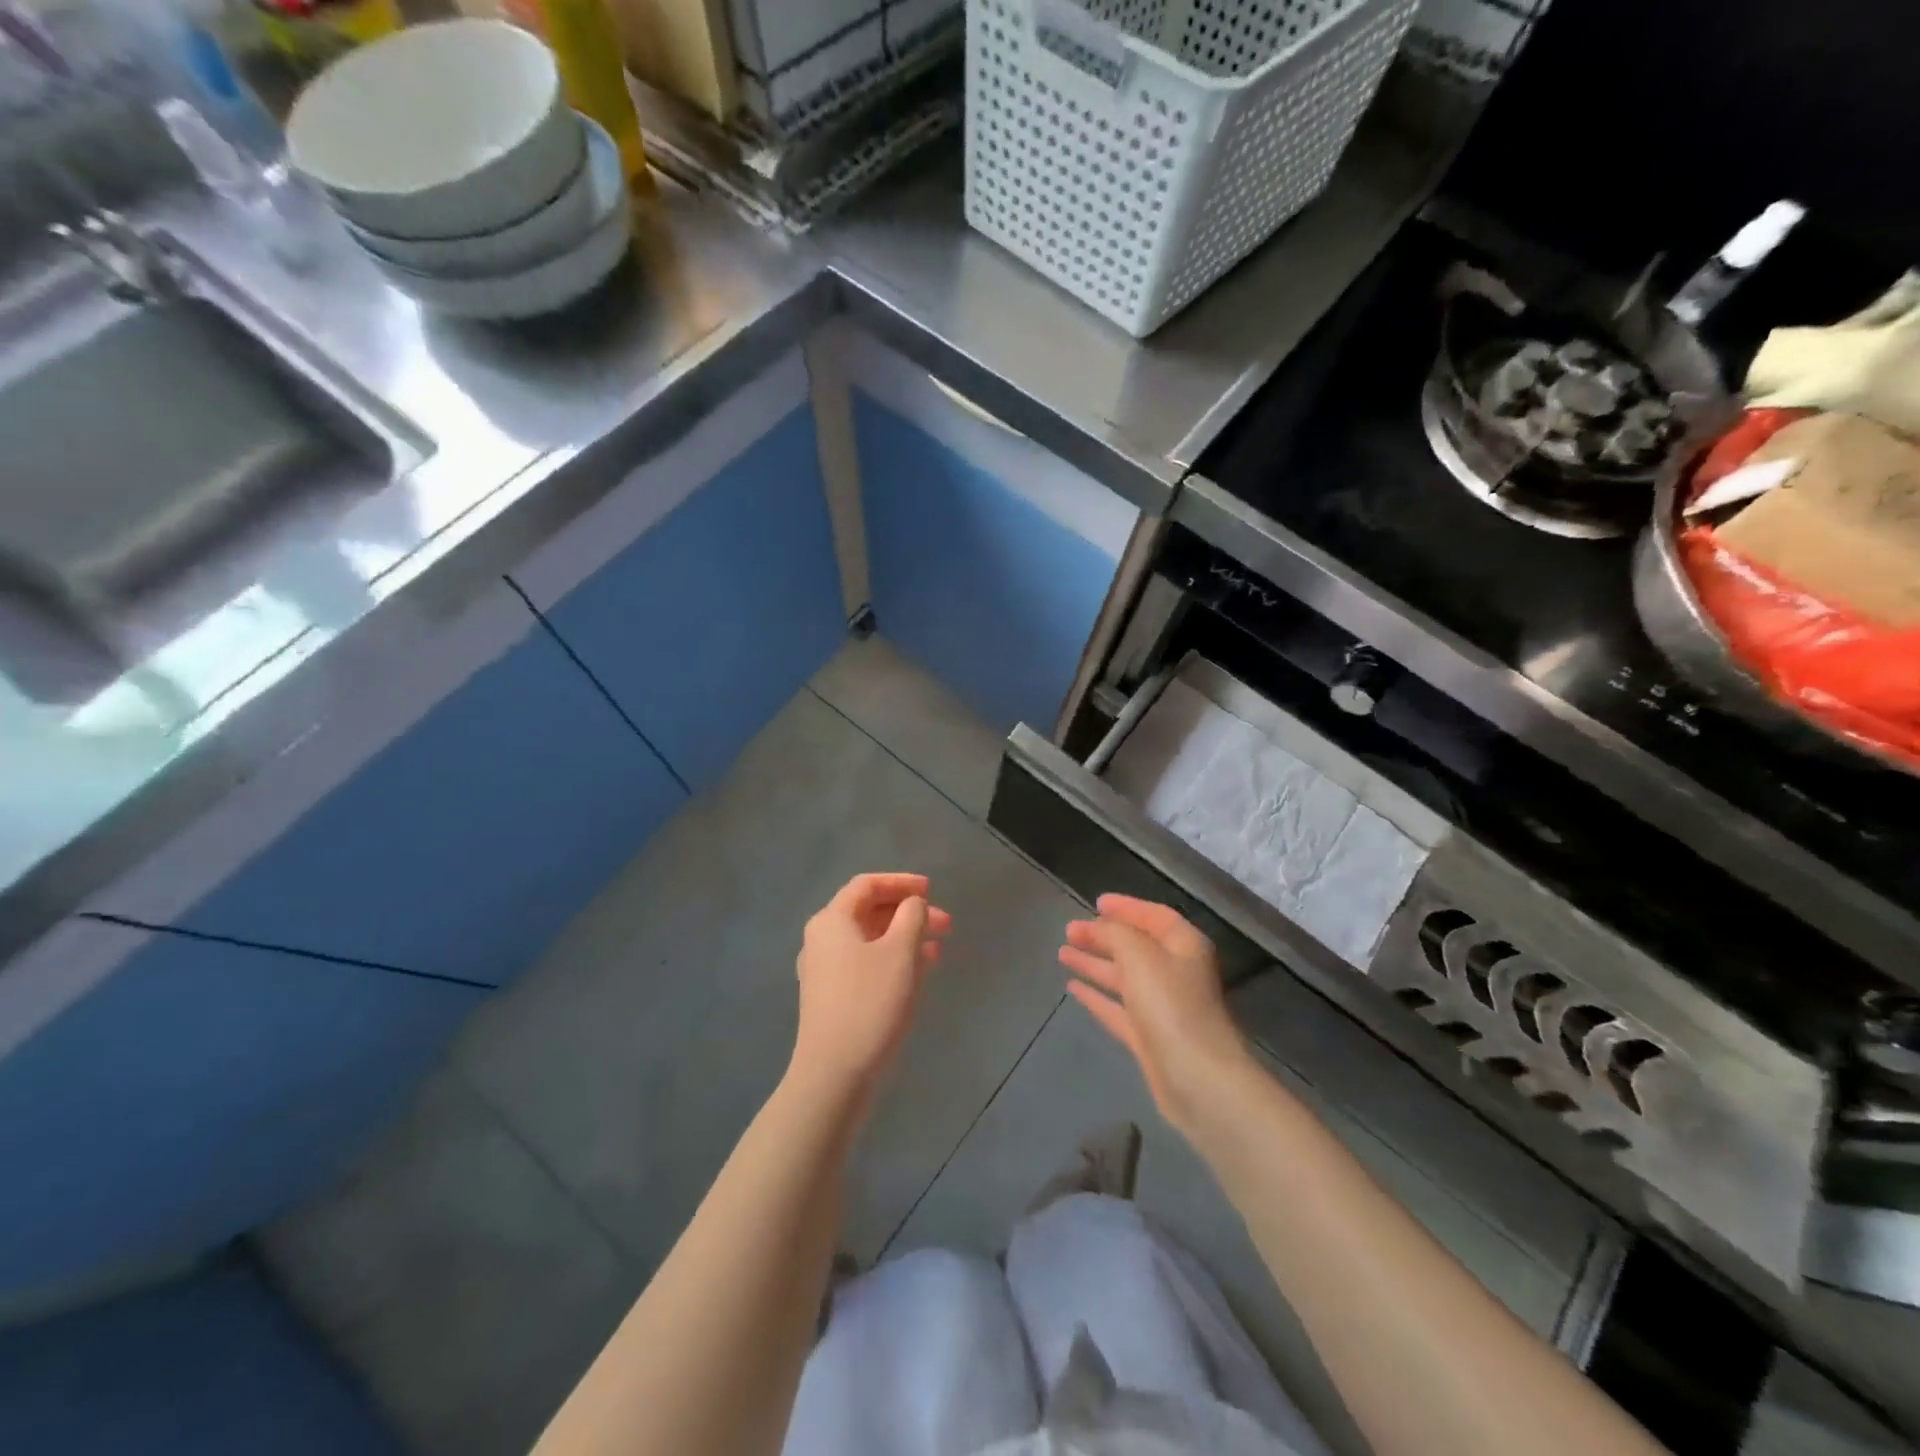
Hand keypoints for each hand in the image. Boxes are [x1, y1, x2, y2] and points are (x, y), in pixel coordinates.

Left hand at [790, 873, 951, 1109]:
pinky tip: (918, 974)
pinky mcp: (831, 998)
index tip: (932, 890)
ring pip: (870, 940)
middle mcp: (822, 939)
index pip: (867, 885)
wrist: (833, 1075)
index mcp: (832, 920)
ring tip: (938, 949)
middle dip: (909, 913)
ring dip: (905, 938)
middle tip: (945, 924)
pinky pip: (865, 965)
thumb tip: (912, 905)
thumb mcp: (900, 952)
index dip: (901, 882)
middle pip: (869, 912)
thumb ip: (912, 917)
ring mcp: (824, 971)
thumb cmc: (870, 1003)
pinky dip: (893, 961)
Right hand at [1059, 895, 1251, 1135]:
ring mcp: (1163, 1007)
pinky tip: (1072, 988)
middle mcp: (1176, 973)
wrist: (1197, 1079)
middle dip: (1103, 936)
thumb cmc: (1171, 1005)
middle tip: (1069, 930)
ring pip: (1123, 977)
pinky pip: (1118, 1008)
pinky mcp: (1150, 1038)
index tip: (1096, 903)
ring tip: (1062, 953)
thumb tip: (1099, 927)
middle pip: (1136, 946)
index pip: (1154, 916)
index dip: (1126, 907)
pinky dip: (1096, 996)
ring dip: (1094, 963)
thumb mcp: (1139, 955)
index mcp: (1184, 946)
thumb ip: (1115, 934)